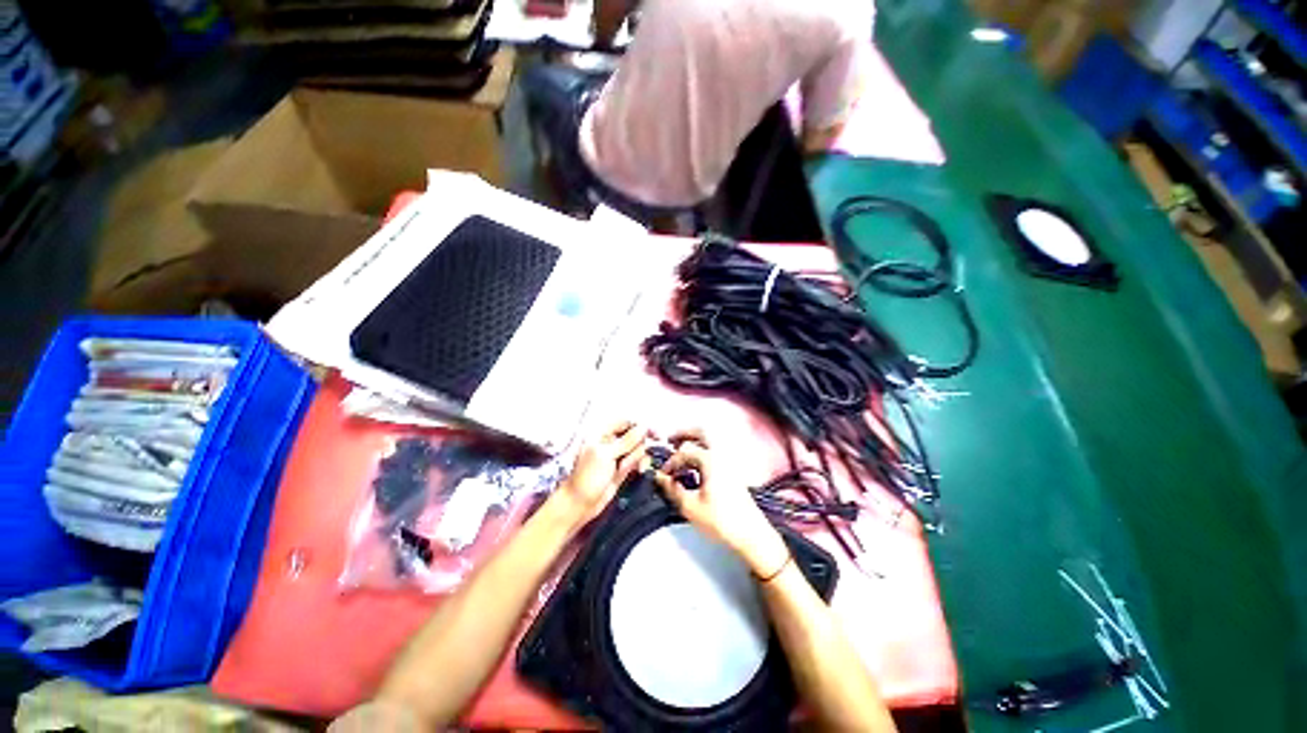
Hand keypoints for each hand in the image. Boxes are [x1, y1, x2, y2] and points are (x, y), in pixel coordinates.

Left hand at [557, 420, 648, 523]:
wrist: (581, 505)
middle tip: (634, 456)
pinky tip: (638, 471)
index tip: (654, 434)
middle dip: (639, 445)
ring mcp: (617, 456)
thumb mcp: (606, 455)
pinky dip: (639, 464)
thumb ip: (627, 440)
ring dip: (638, 457)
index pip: (625, 423)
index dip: (640, 426)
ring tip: (628, 468)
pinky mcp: (623, 468)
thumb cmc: (587, 477)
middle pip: (634, 435)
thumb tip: (644, 427)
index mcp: (601, 434)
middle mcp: (610, 442)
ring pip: (637, 448)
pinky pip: (637, 460)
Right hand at [653, 431, 790, 577]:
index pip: (684, 451)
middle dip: (683, 434)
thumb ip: (672, 489)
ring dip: (693, 442)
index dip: (670, 462)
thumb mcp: (690, 507)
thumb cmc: (720, 520)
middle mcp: (720, 454)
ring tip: (679, 453)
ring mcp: (729, 462)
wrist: (751, 535)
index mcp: (710, 459)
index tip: (662, 475)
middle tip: (670, 441)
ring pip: (709, 441)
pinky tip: (693, 467)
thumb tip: (659, 477)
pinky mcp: (732, 471)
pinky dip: (701, 452)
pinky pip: (714, 452)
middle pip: (701, 432)